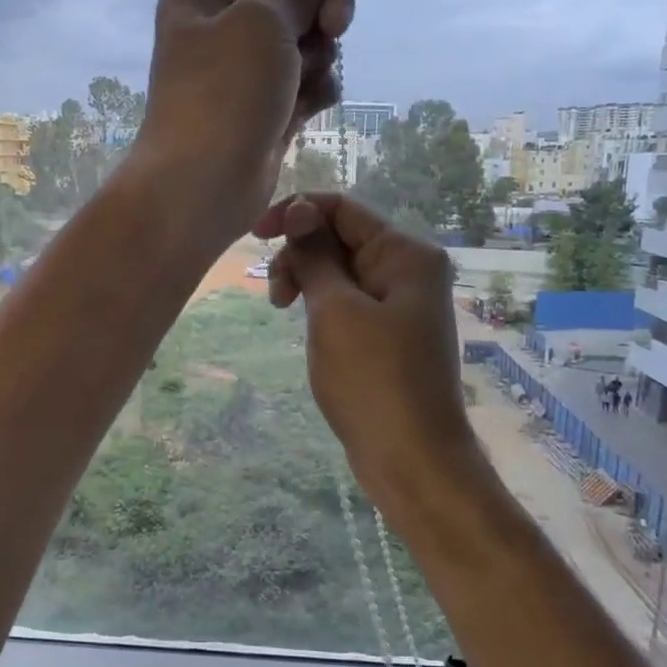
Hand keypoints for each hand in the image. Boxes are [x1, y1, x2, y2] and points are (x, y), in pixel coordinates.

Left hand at [131, 0, 370, 245]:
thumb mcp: (262, 23)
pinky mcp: (266, 113)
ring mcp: (245, 76)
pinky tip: (313, 104)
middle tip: (336, 24)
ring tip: (305, 77)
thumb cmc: (224, 92)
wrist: (202, 183)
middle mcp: (222, 31)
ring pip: (305, 44)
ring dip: (318, 53)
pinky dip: (316, 89)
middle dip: (322, 7)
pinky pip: (306, 85)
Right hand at [256, 194, 481, 505]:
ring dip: (306, 279)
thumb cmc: (372, 379)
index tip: (254, 236)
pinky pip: (348, 299)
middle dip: (299, 253)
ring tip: (282, 309)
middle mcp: (408, 269)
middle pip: (340, 237)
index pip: (342, 208)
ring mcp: (400, 302)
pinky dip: (321, 302)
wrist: (412, 458)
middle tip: (277, 294)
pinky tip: (305, 322)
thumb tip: (299, 211)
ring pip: (340, 269)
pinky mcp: (389, 331)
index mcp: (406, 253)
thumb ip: (315, 256)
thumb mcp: (335, 311)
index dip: (295, 212)